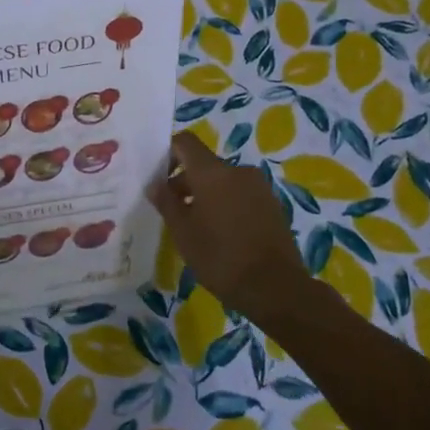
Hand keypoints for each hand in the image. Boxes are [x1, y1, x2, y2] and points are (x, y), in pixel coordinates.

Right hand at [147, 132, 327, 333]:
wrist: (275, 288)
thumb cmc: (220, 257)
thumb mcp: (183, 232)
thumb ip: (166, 203)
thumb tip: (155, 184)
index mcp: (212, 172)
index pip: (185, 142)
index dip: (168, 153)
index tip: (160, 179)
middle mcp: (238, 171)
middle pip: (204, 165)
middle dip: (186, 182)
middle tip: (174, 213)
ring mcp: (259, 188)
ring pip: (223, 181)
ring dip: (207, 196)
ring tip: (198, 228)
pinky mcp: (273, 205)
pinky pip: (241, 195)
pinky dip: (227, 206)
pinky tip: (222, 235)